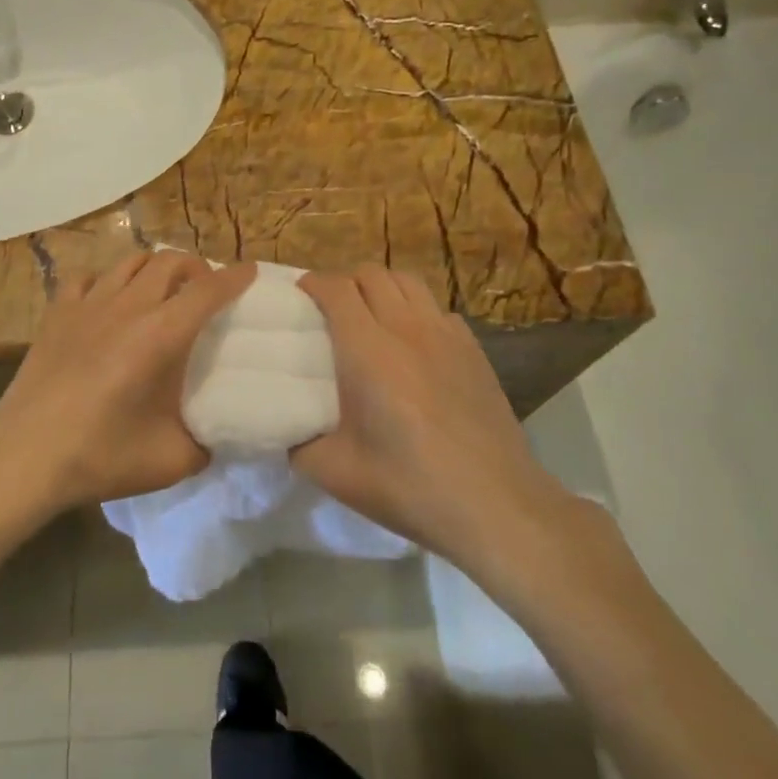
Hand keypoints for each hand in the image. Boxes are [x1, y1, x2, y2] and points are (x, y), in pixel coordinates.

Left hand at [0, 253, 256, 518]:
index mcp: (161, 335)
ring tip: (161, 288)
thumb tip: (220, 434)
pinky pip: (86, 278)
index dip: (234, 278)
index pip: (207, 290)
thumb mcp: (172, 460)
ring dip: (154, 267)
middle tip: (204, 287)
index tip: (250, 272)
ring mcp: (87, 305)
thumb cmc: (100, 456)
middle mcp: (128, 307)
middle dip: (195, 267)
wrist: (25, 456)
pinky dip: (105, 280)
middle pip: (169, 261)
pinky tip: (106, 300)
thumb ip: (206, 442)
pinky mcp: (57, 314)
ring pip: (129, 261)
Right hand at [295, 265, 567, 560]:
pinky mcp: (474, 351)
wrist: (494, 505)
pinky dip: (418, 312)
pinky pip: (439, 310)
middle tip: (332, 310)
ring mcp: (446, 336)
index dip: (313, 284)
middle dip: (346, 282)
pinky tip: (414, 345)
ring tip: (372, 317)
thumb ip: (297, 441)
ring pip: (409, 282)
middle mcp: (406, 328)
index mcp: (367, 349)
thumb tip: (284, 425)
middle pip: (372, 273)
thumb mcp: (333, 472)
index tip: (299, 296)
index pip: (336, 288)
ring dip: (383, 288)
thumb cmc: (408, 486)